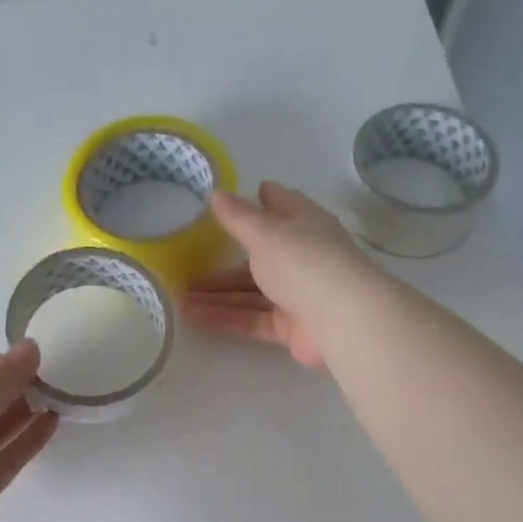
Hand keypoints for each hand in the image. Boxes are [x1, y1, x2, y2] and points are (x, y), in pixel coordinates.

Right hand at [181, 182, 376, 369]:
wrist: (341, 319)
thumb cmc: (303, 262)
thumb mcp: (265, 233)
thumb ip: (238, 217)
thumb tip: (217, 194)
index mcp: (304, 224)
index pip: (281, 205)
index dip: (262, 200)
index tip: (237, 199)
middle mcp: (302, 256)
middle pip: (259, 257)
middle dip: (224, 264)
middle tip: (188, 267)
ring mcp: (298, 294)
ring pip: (251, 293)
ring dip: (218, 295)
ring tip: (181, 299)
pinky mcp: (291, 327)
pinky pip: (252, 319)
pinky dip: (226, 318)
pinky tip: (195, 319)